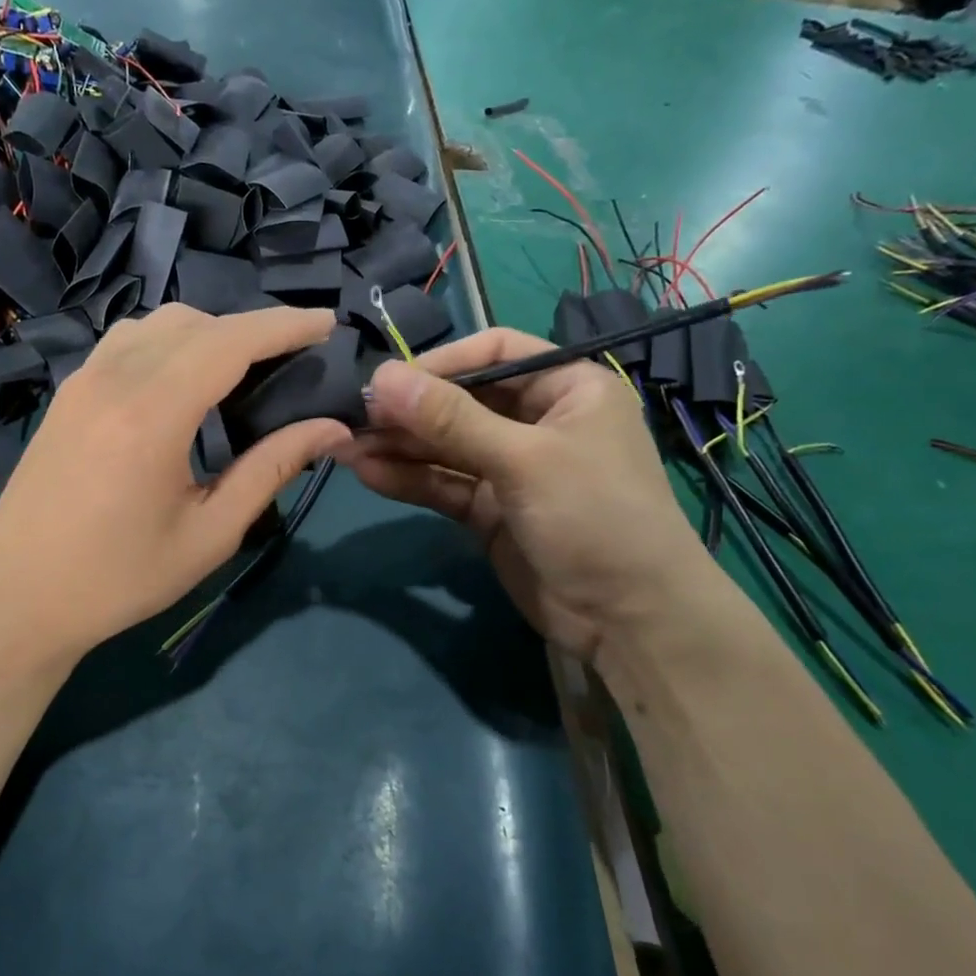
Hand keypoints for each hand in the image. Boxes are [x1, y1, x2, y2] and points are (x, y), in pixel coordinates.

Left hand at [0, 304, 352, 660]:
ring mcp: (84, 380)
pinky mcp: (68, 392)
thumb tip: (332, 429)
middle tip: (294, 359)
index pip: (230, 342)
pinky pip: (127, 341)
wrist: (20, 597)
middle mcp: (113, 379)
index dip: (284, 325)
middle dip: (253, 329)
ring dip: (209, 332)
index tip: (328, 324)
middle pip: (197, 323)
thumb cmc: (120, 578)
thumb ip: (271, 469)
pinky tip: (183, 380)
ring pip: (158, 324)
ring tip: (243, 369)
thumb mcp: (209, 533)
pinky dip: (169, 342)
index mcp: (152, 414)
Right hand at [338, 330, 713, 658]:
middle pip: (462, 401)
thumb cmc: (594, 517)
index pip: (495, 353)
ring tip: (345, 443)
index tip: (389, 379)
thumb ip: (450, 420)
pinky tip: (366, 472)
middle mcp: (538, 421)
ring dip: (400, 445)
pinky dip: (409, 479)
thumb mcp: (524, 459)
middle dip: (410, 410)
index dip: (441, 362)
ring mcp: (513, 468)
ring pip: (446, 446)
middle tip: (354, 415)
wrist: (629, 622)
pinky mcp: (491, 510)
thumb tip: (382, 377)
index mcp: (568, 388)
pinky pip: (444, 484)